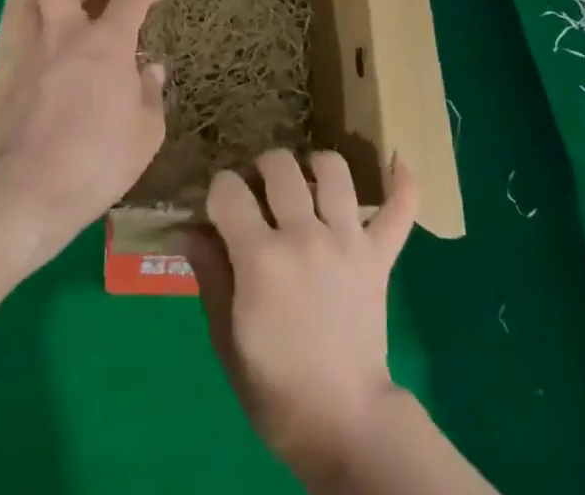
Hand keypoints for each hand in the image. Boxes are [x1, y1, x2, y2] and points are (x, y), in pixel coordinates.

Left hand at [0, 0, 167, 257]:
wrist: (28, 190)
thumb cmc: (98, 159)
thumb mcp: (145, 133)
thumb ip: (150, 95)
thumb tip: (150, 70)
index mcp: (106, 43)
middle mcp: (66, 37)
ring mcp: (33, 56)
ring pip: (32, 4)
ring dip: (53, 0)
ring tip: (73, 16)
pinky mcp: (11, 81)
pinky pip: (27, 41)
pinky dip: (44, 38)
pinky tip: (60, 63)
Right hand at [179, 149, 419, 481]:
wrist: (342, 423)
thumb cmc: (274, 387)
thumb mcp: (227, 337)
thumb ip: (209, 274)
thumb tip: (182, 230)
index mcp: (260, 259)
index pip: (228, 190)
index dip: (219, 192)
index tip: (221, 209)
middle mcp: (304, 236)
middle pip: (280, 166)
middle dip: (263, 170)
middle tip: (261, 193)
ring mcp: (348, 241)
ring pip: (334, 171)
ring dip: (317, 166)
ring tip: (309, 181)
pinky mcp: (380, 256)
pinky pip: (400, 209)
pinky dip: (402, 183)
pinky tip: (396, 162)